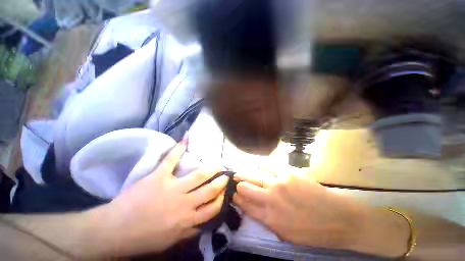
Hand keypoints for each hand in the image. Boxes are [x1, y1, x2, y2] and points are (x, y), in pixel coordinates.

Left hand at [88, 140, 228, 255]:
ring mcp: (172, 188)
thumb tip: (204, 222)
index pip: (212, 208)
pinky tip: (186, 140)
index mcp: (187, 219)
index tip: (225, 191)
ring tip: (218, 163)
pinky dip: (178, 149)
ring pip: (199, 175)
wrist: (114, 231)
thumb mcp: (171, 240)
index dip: (221, 199)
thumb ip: (190, 231)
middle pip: (210, 189)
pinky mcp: (158, 177)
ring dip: (211, 168)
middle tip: (226, 174)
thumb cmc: (143, 238)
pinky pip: (171, 160)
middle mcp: (185, 203)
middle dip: (221, 181)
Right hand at [233, 169, 409, 256]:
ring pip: (253, 175)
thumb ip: (267, 221)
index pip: (245, 205)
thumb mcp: (286, 235)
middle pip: (245, 188)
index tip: (233, 194)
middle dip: (238, 184)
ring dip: (245, 174)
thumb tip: (253, 208)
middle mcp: (270, 199)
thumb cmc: (312, 232)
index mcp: (269, 218)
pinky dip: (261, 165)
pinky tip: (259, 166)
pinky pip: (268, 165)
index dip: (236, 199)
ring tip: (241, 172)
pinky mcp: (288, 173)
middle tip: (235, 180)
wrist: (339, 219)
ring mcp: (279, 184)